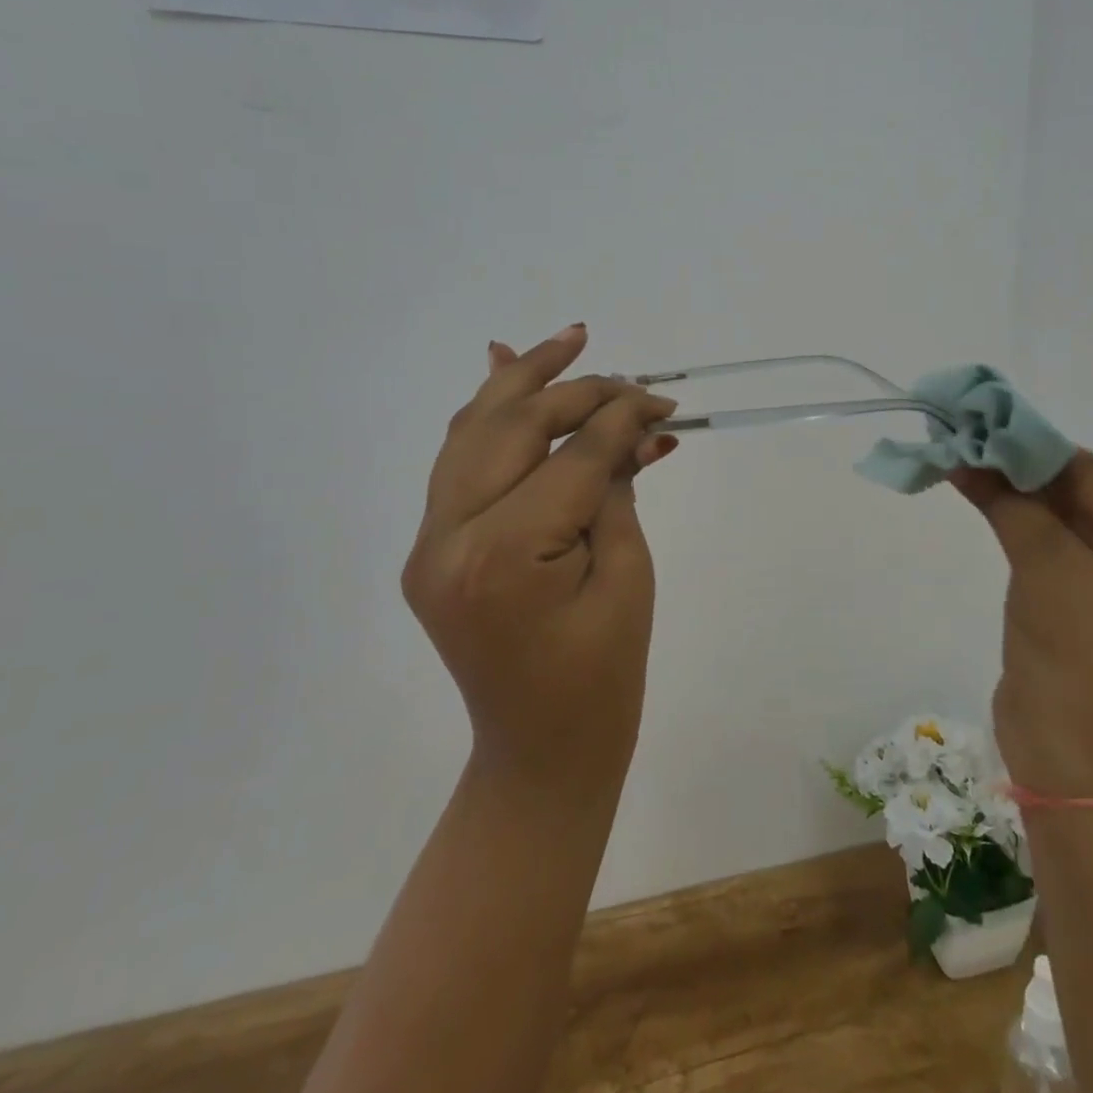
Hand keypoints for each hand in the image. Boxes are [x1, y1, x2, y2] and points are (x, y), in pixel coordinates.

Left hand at [401, 326, 678, 792]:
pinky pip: (460, 464)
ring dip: (522, 381)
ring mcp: (430, 542)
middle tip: (630, 374)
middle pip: (514, 428)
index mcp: (504, 554)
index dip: (622, 419)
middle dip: (575, 390)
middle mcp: (449, 537)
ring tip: (569, 340)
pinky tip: (505, 368)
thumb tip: (629, 424)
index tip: (663, 400)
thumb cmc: (603, 677)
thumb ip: (617, 488)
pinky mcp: (432, 547)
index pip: (572, 456)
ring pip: (473, 432)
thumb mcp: (627, 574)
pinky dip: (487, 416)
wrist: (540, 752)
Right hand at [953, 453, 1092, 797]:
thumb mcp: (1045, 562)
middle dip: (1017, 467)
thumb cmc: (1076, 652)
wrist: (1071, 755)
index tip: (979, 421)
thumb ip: (1009, 499)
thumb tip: (965, 451)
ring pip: (1057, 515)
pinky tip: (975, 491)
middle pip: (1076, 492)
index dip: (1031, 447)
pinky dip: (1013, 519)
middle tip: (962, 435)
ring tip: (958, 456)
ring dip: (1010, 490)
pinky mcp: (1085, 597)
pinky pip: (1049, 543)